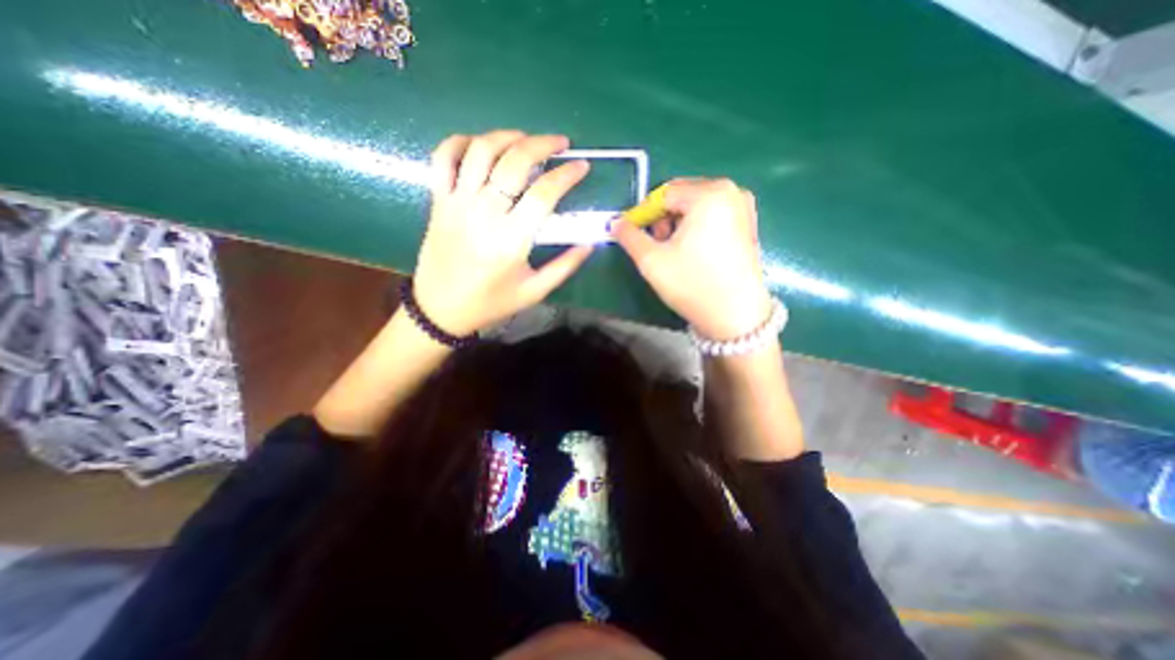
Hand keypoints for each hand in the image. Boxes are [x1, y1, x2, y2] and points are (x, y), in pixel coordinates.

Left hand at [415, 129, 598, 334]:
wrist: (440, 310)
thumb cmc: (491, 303)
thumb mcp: (534, 292)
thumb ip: (564, 267)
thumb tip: (589, 244)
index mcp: (511, 239)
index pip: (544, 193)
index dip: (567, 175)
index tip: (582, 166)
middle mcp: (483, 213)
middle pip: (514, 161)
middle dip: (542, 144)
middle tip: (560, 143)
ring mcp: (457, 203)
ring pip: (480, 151)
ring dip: (506, 136)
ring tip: (525, 139)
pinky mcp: (438, 201)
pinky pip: (442, 158)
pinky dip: (460, 141)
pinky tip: (480, 144)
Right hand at [616, 178, 772, 340]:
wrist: (735, 316)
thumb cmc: (692, 284)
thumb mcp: (652, 260)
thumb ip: (629, 236)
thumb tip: (615, 223)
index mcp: (708, 194)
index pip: (663, 194)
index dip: (643, 213)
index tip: (632, 233)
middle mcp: (731, 191)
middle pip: (682, 196)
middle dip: (663, 219)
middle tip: (655, 245)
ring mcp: (743, 207)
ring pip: (696, 206)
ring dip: (678, 223)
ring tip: (672, 251)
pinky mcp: (748, 224)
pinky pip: (712, 215)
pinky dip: (696, 227)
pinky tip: (692, 251)